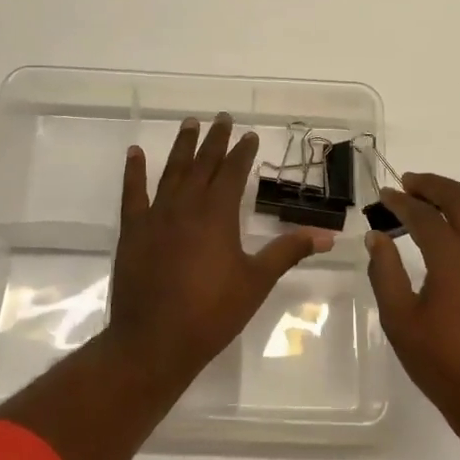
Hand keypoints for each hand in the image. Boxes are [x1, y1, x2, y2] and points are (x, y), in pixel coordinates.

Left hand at [105, 113, 334, 387]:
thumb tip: (327, 235)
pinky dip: (134, 171)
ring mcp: (156, 216)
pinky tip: (135, 153)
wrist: (154, 341)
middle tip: (222, 117)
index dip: (243, 152)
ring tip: (189, 123)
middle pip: (203, 164)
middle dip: (215, 140)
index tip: (250, 135)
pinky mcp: (132, 231)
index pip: (234, 172)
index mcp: (218, 214)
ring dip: (182, 146)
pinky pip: (132, 193)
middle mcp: (186, 205)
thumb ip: (288, 252)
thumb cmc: (212, 313)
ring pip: (171, 171)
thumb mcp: (256, 282)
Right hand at [366, 173, 459, 426]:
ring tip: (443, 194)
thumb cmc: (445, 365)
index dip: (400, 202)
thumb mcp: (401, 322)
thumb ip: (385, 273)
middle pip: (459, 200)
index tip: (384, 196)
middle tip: (408, 183)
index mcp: (452, 259)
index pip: (422, 216)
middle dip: (430, 186)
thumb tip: (377, 236)